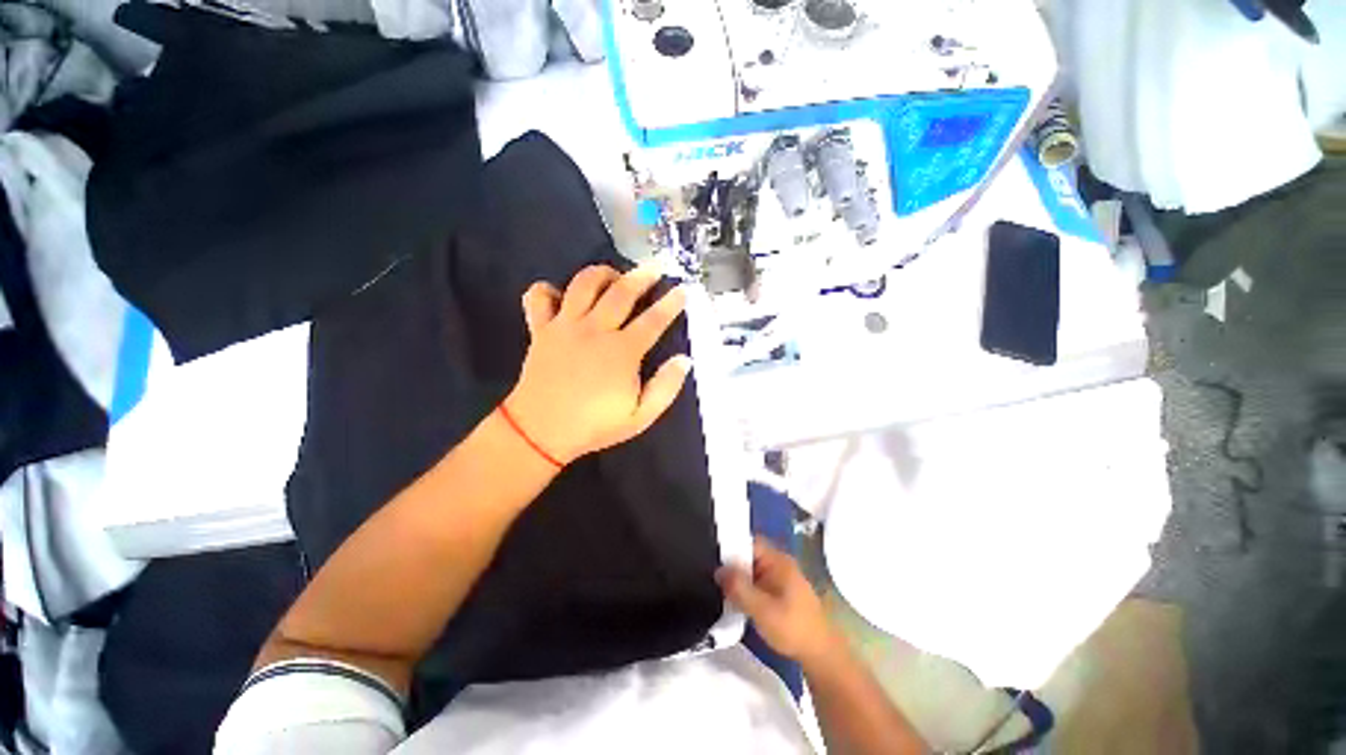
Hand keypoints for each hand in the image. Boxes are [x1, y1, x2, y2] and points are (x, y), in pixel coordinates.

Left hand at [505, 262, 690, 464]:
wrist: (540, 433)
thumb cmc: (594, 426)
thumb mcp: (641, 417)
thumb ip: (666, 387)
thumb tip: (684, 360)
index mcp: (622, 351)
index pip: (653, 320)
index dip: (671, 303)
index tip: (683, 289)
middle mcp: (595, 330)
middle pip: (621, 292)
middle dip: (642, 275)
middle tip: (655, 266)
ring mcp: (565, 326)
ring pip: (583, 284)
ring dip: (602, 273)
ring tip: (613, 275)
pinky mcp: (541, 329)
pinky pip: (539, 297)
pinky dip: (548, 289)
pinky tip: (561, 295)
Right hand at [717, 538, 839, 665]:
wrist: (821, 654)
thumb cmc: (792, 628)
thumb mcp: (761, 609)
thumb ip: (738, 588)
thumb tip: (718, 570)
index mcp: (777, 560)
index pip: (749, 542)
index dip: (730, 547)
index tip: (711, 557)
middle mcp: (779, 563)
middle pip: (749, 555)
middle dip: (732, 565)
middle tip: (710, 575)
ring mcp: (781, 578)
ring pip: (753, 570)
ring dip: (739, 579)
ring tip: (718, 587)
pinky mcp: (781, 593)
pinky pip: (758, 582)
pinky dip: (747, 588)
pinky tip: (735, 600)